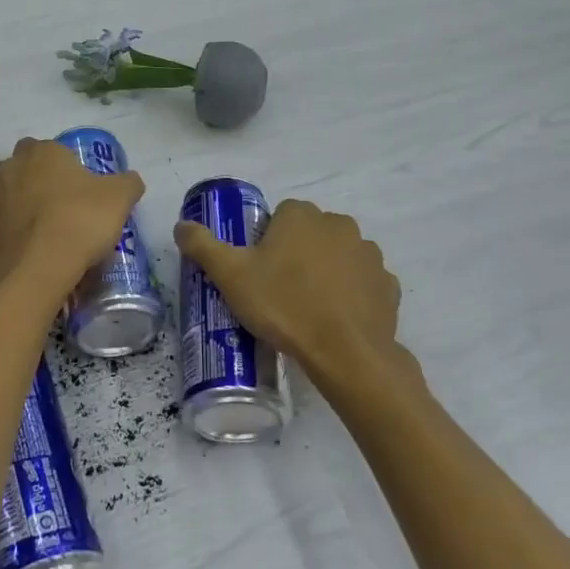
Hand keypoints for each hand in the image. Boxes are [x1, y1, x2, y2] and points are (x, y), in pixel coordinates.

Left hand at [0, 138, 143, 295]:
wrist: (36, 269)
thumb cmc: (80, 220)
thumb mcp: (119, 198)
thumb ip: (127, 183)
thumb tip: (130, 181)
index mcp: (42, 152)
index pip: (49, 148)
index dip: (63, 164)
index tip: (79, 185)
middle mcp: (10, 169)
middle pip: (24, 169)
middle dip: (38, 182)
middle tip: (63, 206)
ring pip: (9, 198)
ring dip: (22, 208)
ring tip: (47, 233)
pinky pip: (2, 228)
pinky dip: (14, 236)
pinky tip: (33, 253)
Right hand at [174, 200, 418, 399]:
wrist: (345, 353)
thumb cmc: (283, 306)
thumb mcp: (231, 276)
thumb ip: (203, 245)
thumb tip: (181, 224)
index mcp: (302, 215)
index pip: (280, 216)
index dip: (267, 242)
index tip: (260, 271)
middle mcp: (339, 224)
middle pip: (310, 233)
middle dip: (298, 254)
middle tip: (279, 290)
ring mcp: (369, 254)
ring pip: (339, 256)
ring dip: (326, 272)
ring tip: (309, 307)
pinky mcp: (388, 285)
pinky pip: (363, 282)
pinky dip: (351, 294)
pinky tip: (337, 318)